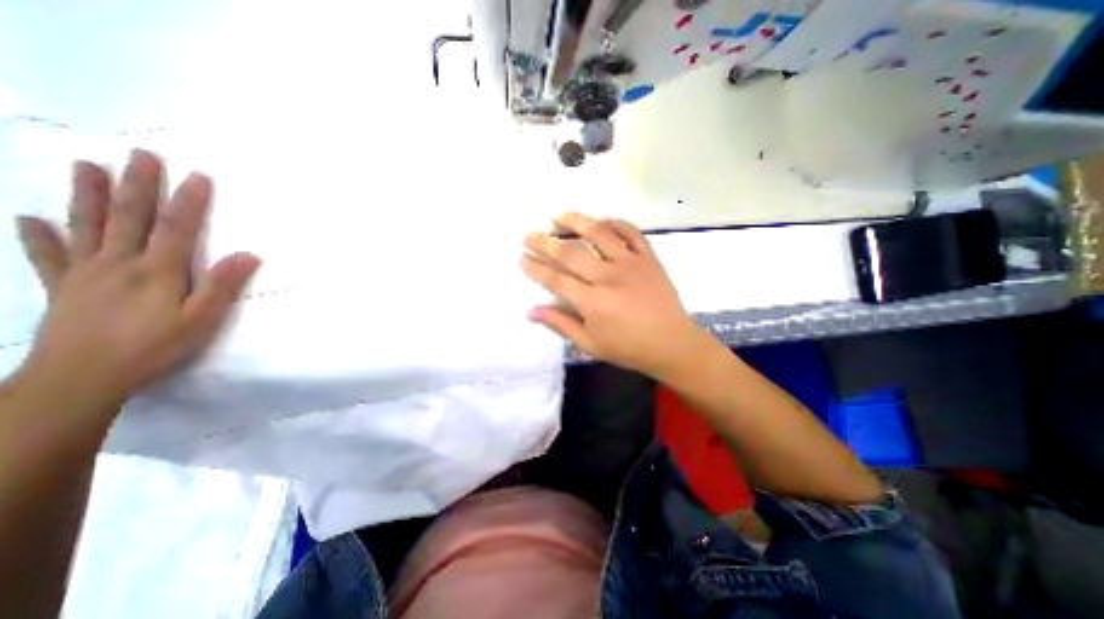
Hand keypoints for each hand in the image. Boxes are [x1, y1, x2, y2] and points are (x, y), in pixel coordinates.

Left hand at [12, 147, 258, 415]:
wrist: (82, 377)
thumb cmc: (155, 347)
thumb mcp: (201, 319)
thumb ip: (222, 285)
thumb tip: (248, 255)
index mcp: (157, 271)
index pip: (177, 228)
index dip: (189, 201)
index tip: (198, 175)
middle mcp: (119, 263)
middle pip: (130, 218)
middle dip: (139, 185)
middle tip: (141, 155)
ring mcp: (85, 272)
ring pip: (87, 226)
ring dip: (89, 195)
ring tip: (86, 166)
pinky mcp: (62, 287)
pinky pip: (47, 256)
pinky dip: (38, 235)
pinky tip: (29, 218)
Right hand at [523, 212, 712, 380]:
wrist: (672, 344)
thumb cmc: (629, 348)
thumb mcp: (590, 344)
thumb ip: (560, 325)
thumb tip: (531, 311)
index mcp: (593, 302)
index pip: (556, 280)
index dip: (535, 268)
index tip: (521, 258)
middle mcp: (609, 277)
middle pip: (571, 253)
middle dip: (544, 242)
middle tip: (527, 235)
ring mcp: (631, 263)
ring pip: (599, 233)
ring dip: (575, 222)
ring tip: (557, 216)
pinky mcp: (649, 257)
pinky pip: (631, 232)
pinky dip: (614, 222)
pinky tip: (600, 221)